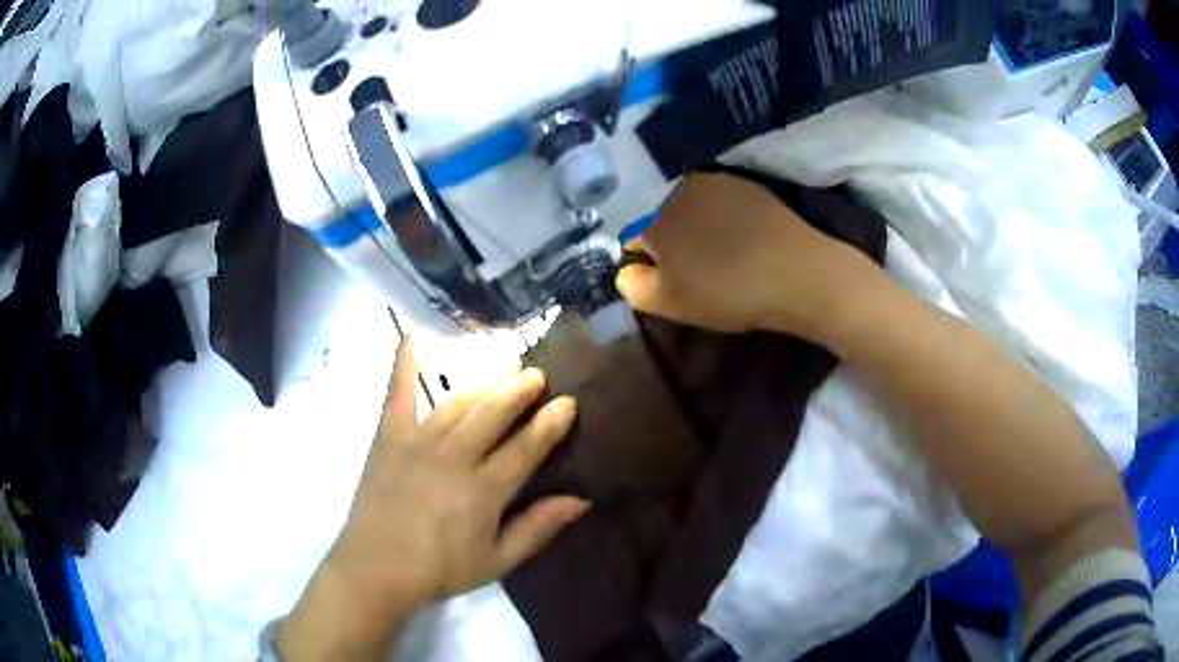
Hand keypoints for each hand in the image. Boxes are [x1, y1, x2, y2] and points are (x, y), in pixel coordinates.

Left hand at [277, 341, 587, 659]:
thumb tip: (581, 499)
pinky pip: (397, 395)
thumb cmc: (440, 570)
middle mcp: (453, 458)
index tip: (568, 401)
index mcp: (483, 491)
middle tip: (537, 373)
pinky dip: (403, 365)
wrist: (376, 569)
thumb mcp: (497, 561)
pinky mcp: (388, 438)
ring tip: (504, 364)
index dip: (550, 423)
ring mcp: (417, 443)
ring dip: (484, 382)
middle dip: (519, 389)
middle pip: (493, 413)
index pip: (525, 448)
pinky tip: (411, 337)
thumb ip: (538, 528)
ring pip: (457, 402)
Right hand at [616, 172, 879, 343]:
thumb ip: (632, 285)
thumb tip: (625, 270)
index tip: (651, 273)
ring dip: (688, 223)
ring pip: (685, 202)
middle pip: (653, 211)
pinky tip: (735, 239)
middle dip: (660, 235)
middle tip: (680, 265)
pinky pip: (716, 199)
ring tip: (710, 253)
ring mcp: (714, 180)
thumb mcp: (667, 302)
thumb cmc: (724, 289)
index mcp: (650, 212)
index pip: (624, 229)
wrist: (796, 272)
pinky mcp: (744, 184)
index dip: (635, 254)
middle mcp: (676, 186)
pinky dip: (716, 216)